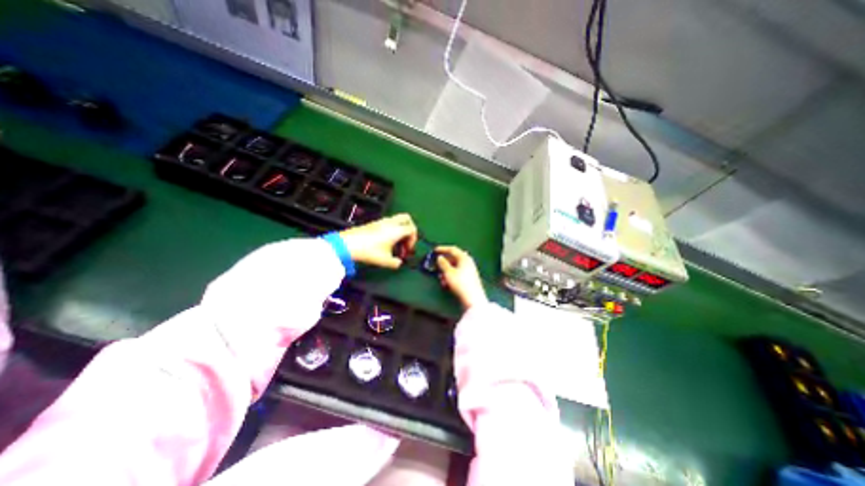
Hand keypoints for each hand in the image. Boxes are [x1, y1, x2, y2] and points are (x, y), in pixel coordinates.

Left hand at [339, 215, 417, 269]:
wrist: (348, 244)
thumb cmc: (369, 251)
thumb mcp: (385, 261)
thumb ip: (396, 263)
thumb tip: (399, 263)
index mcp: (397, 230)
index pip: (412, 229)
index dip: (413, 240)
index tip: (407, 250)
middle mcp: (391, 223)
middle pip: (407, 219)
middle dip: (410, 229)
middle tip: (406, 241)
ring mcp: (382, 221)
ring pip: (397, 220)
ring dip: (400, 230)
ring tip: (395, 244)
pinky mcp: (374, 223)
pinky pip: (389, 223)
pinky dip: (392, 230)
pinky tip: (386, 242)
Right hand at [441, 245, 485, 309]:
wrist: (473, 298)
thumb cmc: (460, 283)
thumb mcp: (448, 272)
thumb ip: (443, 263)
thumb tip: (440, 258)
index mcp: (464, 258)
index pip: (452, 249)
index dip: (443, 249)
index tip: (434, 250)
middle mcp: (468, 262)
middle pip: (454, 258)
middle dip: (444, 262)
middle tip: (436, 265)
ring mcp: (470, 270)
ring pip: (455, 267)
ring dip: (446, 271)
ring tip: (441, 278)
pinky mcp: (469, 278)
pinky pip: (458, 273)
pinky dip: (451, 276)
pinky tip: (446, 283)